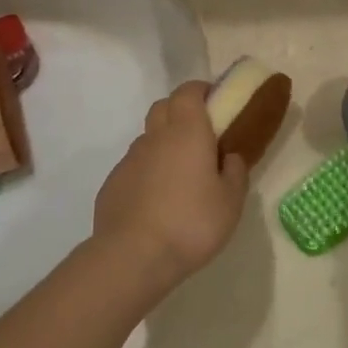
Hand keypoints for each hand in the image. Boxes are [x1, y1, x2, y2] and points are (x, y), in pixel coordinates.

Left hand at [93, 82, 248, 291]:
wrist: (132, 256)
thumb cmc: (191, 223)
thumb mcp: (231, 202)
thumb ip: (235, 173)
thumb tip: (229, 157)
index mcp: (187, 131)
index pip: (188, 91)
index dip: (201, 91)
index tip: (215, 103)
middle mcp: (155, 137)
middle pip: (164, 106)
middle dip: (181, 111)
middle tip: (200, 137)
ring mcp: (129, 159)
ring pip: (148, 138)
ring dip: (164, 144)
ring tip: (180, 176)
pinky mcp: (113, 184)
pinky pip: (134, 167)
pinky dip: (147, 173)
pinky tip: (157, 201)